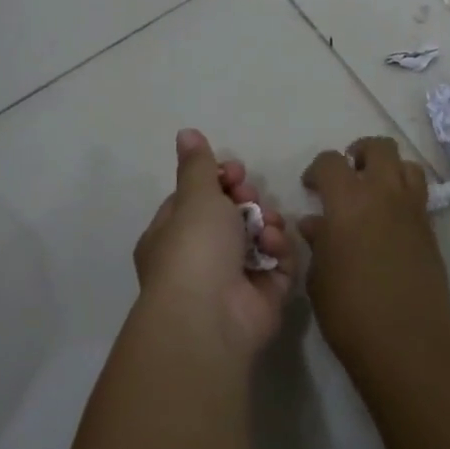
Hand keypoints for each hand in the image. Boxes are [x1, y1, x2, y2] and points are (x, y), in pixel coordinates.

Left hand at [133, 129, 295, 353]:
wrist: (211, 316)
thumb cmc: (194, 248)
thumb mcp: (195, 197)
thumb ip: (198, 165)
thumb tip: (185, 132)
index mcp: (171, 235)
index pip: (197, 199)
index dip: (219, 181)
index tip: (236, 172)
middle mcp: (200, 258)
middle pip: (231, 216)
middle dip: (247, 201)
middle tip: (250, 197)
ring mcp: (232, 279)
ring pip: (258, 237)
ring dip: (266, 223)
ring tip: (266, 225)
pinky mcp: (263, 296)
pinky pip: (277, 263)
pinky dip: (278, 251)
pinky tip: (273, 247)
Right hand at [301, 136, 449, 381]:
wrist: (406, 344)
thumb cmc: (349, 311)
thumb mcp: (319, 276)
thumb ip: (318, 241)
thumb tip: (316, 223)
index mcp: (348, 201)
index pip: (331, 162)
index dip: (316, 169)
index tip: (310, 188)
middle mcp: (385, 195)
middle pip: (379, 148)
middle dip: (360, 154)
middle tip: (347, 176)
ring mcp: (413, 211)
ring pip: (408, 166)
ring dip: (389, 170)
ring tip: (373, 193)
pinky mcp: (431, 231)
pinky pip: (419, 196)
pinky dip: (403, 196)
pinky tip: (388, 223)